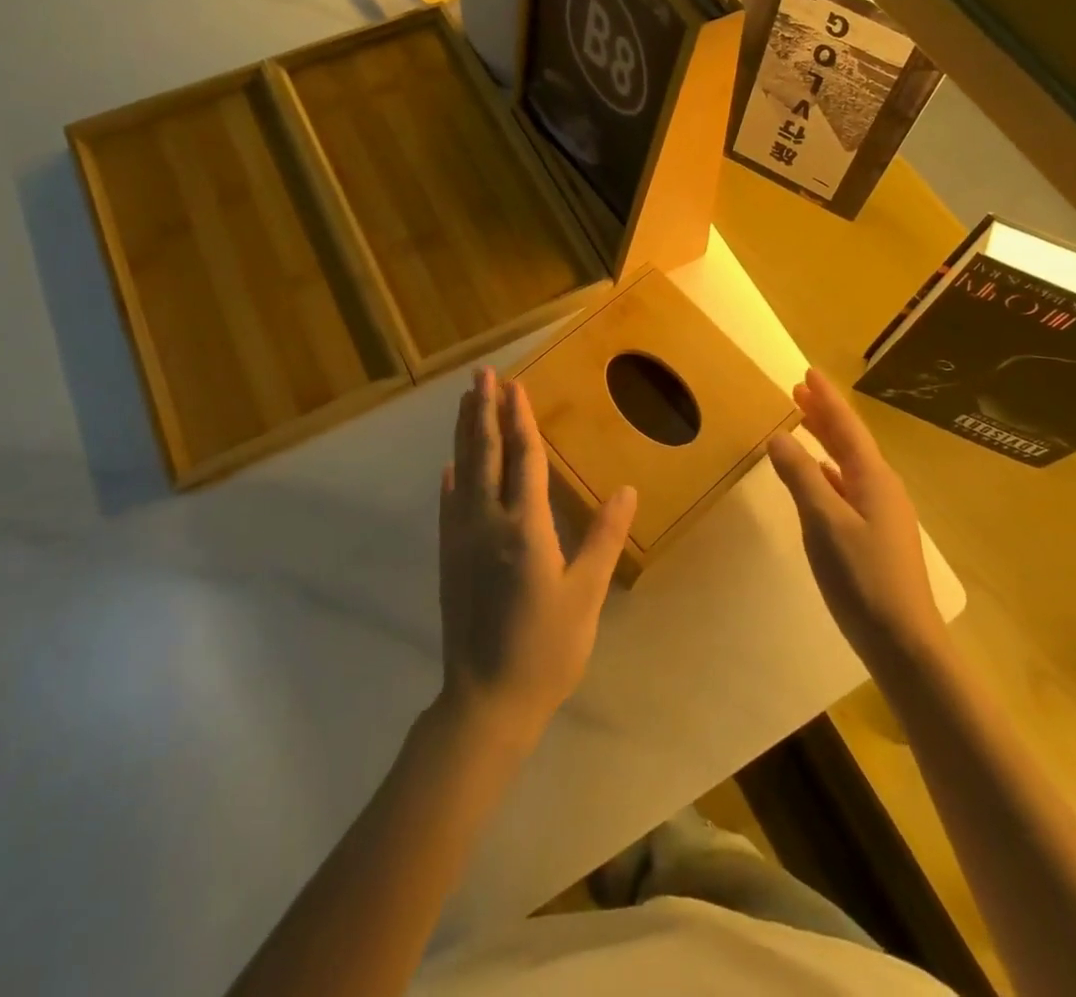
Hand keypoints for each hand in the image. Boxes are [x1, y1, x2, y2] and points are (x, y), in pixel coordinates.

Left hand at [437, 367, 636, 748]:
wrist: (484, 701)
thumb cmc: (545, 649)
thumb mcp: (585, 596)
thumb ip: (603, 539)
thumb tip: (628, 490)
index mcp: (526, 529)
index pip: (524, 460)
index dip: (521, 419)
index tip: (515, 385)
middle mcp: (487, 523)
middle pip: (486, 455)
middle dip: (485, 411)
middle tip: (482, 374)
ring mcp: (461, 540)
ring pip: (463, 472)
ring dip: (466, 434)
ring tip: (467, 401)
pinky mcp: (448, 558)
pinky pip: (448, 506)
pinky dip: (451, 478)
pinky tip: (450, 466)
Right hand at [768, 367, 943, 674]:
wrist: (904, 642)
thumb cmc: (863, 578)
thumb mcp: (825, 523)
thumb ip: (801, 477)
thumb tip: (779, 436)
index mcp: (874, 479)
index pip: (846, 427)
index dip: (826, 399)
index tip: (808, 372)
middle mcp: (882, 489)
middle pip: (850, 442)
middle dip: (824, 415)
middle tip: (799, 391)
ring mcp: (882, 514)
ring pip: (849, 464)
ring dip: (826, 441)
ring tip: (803, 424)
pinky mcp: (876, 536)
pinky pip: (848, 487)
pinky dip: (829, 472)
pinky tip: (819, 477)